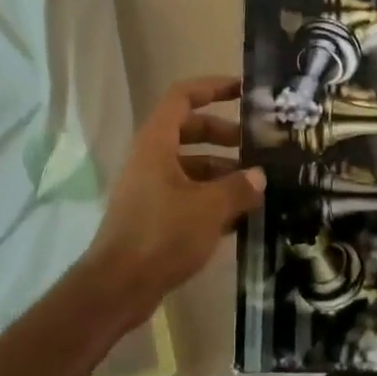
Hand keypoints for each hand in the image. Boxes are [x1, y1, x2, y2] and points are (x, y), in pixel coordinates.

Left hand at [79, 76, 264, 324]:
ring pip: (190, 165)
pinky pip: (186, 193)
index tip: (244, 92)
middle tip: (257, 148)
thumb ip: (238, 187)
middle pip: (190, 130)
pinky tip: (238, 217)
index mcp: (157, 142)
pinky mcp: (153, 214)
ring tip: (256, 188)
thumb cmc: (161, 235)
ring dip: (222, 171)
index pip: (183, 96)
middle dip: (224, 135)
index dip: (213, 88)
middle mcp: (151, 157)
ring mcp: (150, 186)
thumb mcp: (209, 208)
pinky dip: (210, 197)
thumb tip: (258, 177)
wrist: (117, 287)